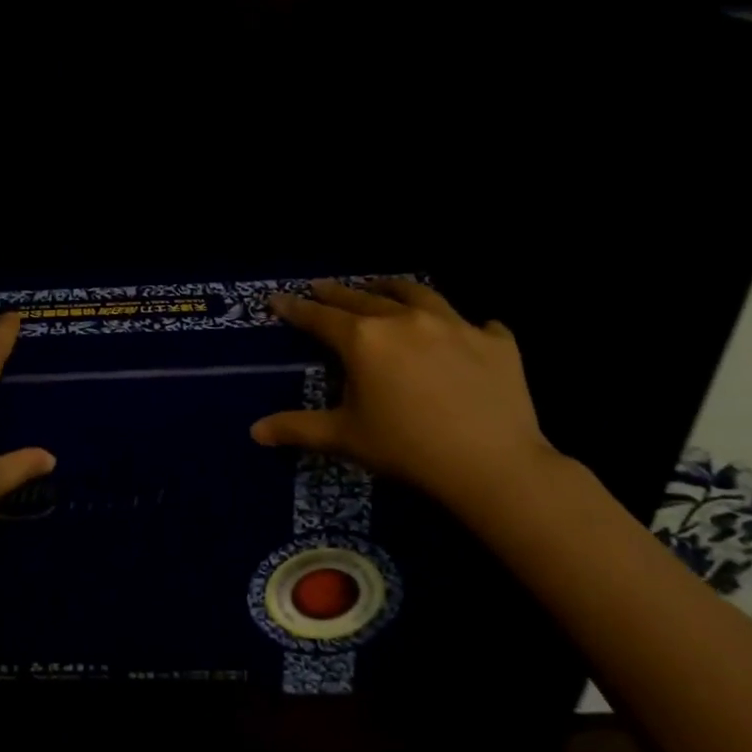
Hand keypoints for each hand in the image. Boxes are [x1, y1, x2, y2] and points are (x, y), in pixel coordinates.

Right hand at [250, 278, 560, 513]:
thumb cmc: (407, 450)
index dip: (295, 308)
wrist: (492, 465)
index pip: (320, 317)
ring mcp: (456, 325)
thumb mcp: (345, 438)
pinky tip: (469, 332)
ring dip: (394, 289)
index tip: (278, 298)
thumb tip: (255, 432)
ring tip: (383, 287)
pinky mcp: (497, 342)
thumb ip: (298, 428)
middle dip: (337, 292)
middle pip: (364, 297)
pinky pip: (479, 324)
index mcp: (364, 340)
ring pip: (419, 295)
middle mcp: (406, 320)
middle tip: (321, 286)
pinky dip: (466, 326)